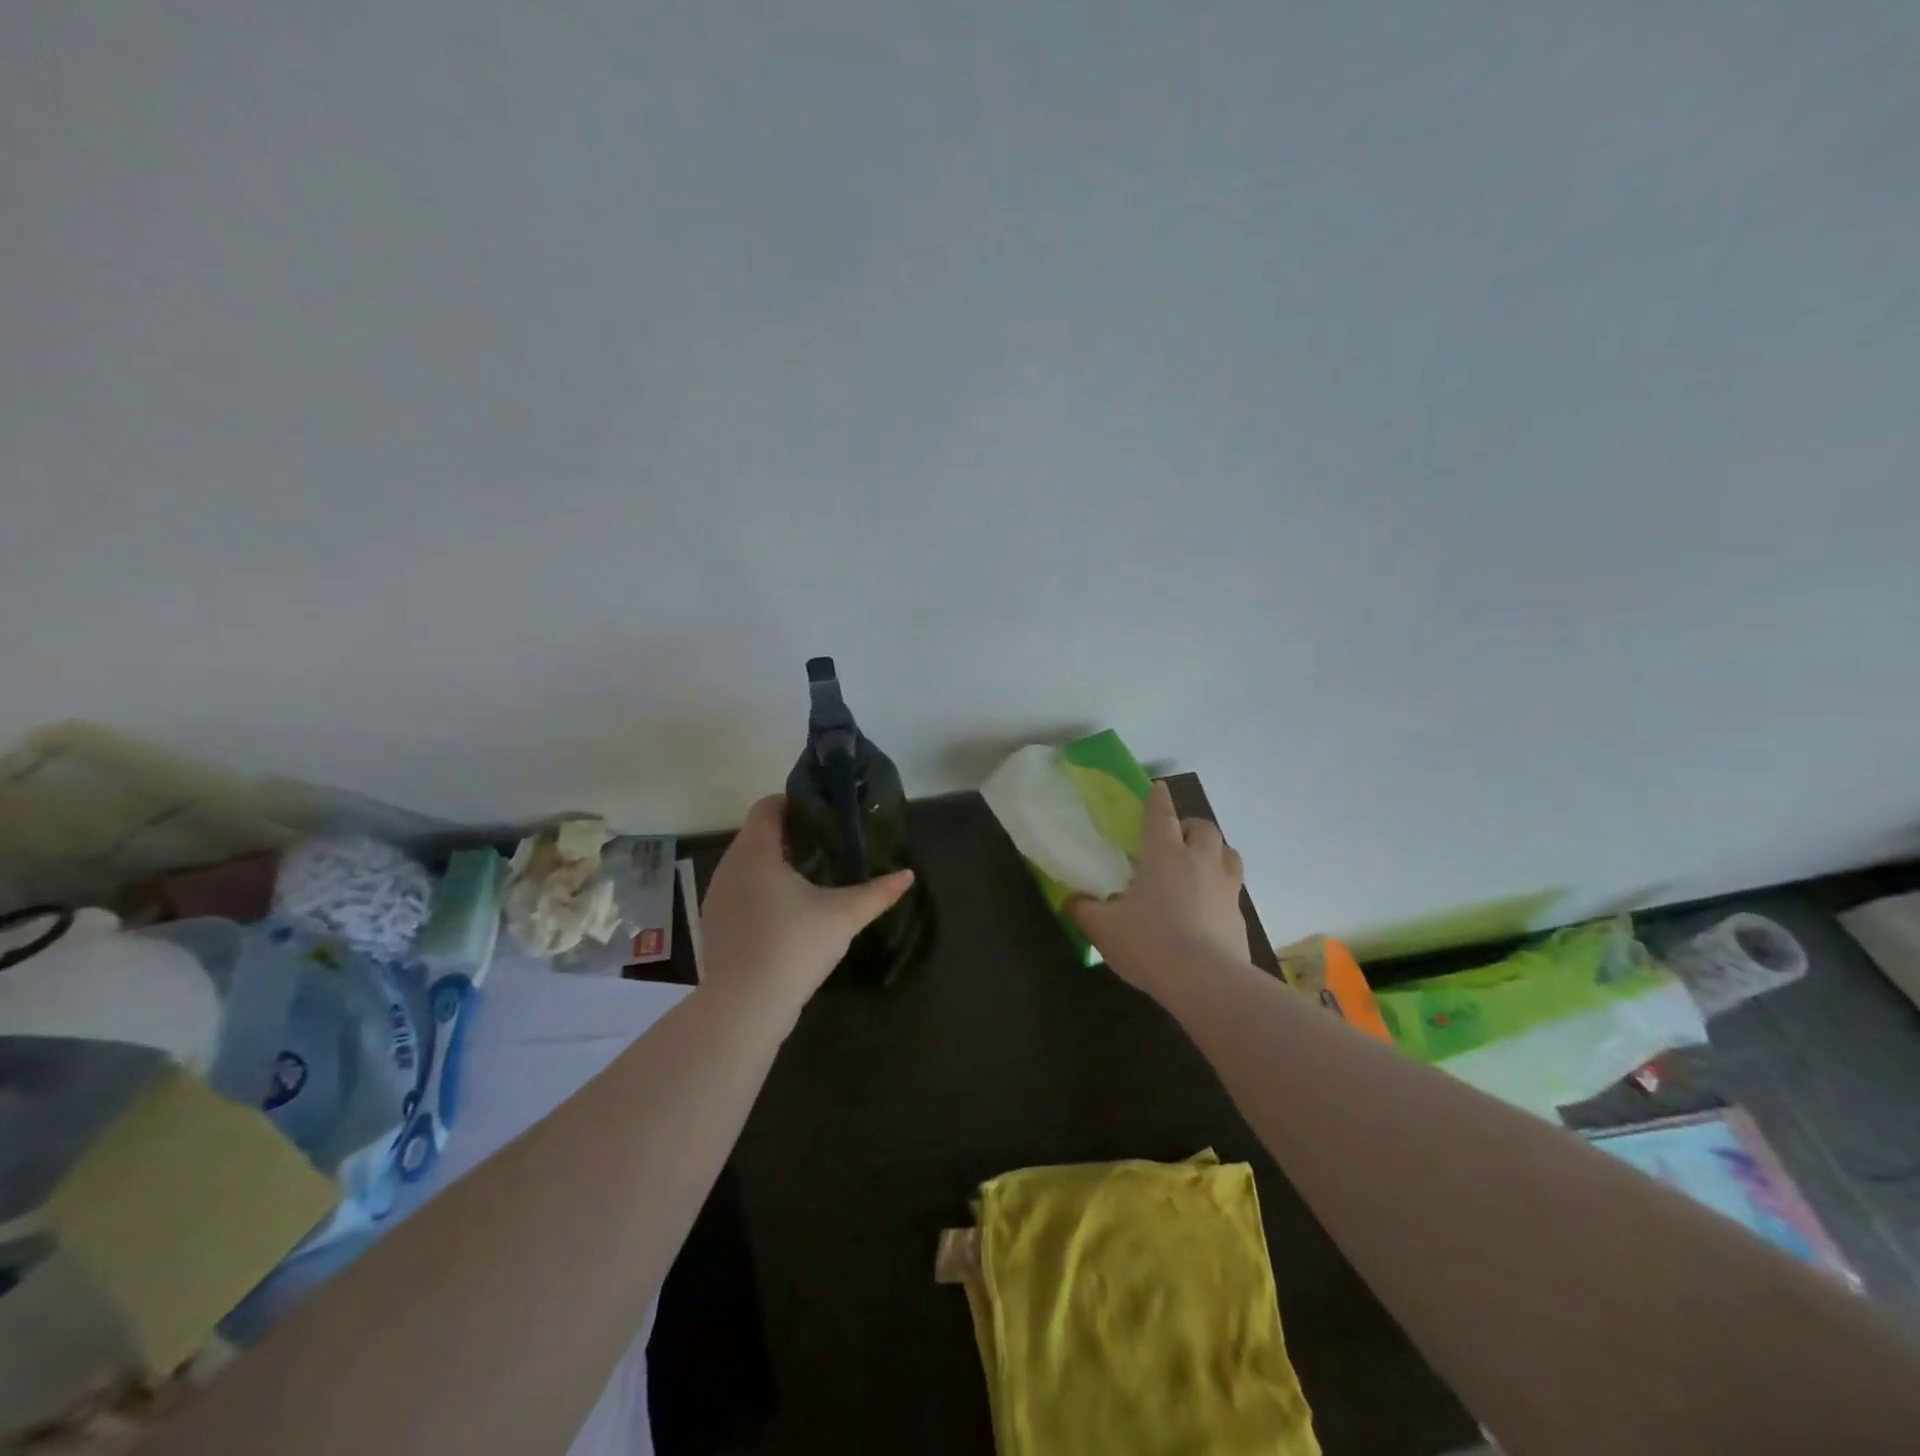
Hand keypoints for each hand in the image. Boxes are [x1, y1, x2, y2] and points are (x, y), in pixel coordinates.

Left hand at [700, 795, 914, 1018]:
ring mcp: (716, 899)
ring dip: (774, 866)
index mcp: (756, 852)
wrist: (745, 1006)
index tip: (824, 814)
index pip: (767, 807)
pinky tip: (787, 914)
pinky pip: (739, 893)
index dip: (795, 803)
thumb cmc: (795, 945)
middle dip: (790, 835)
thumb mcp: (844, 915)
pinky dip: (761, 892)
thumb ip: (877, 892)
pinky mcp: (714, 927)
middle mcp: (729, 867)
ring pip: (746, 866)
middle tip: (827, 845)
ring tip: (810, 879)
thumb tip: (907, 875)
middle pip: (757, 835)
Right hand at [1071, 781, 1249, 996]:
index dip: (1158, 799)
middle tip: (1175, 840)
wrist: (1207, 983)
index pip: (1162, 814)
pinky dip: (1220, 890)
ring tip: (1198, 867)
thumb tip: (1070, 899)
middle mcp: (1200, 862)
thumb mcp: (1104, 928)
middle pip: (1204, 828)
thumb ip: (1084, 910)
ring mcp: (1226, 888)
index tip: (1157, 788)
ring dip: (1214, 852)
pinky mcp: (1239, 916)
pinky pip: (1232, 890)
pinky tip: (1206, 908)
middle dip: (1190, 827)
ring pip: (1228, 854)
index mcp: (1164, 854)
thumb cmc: (1150, 944)